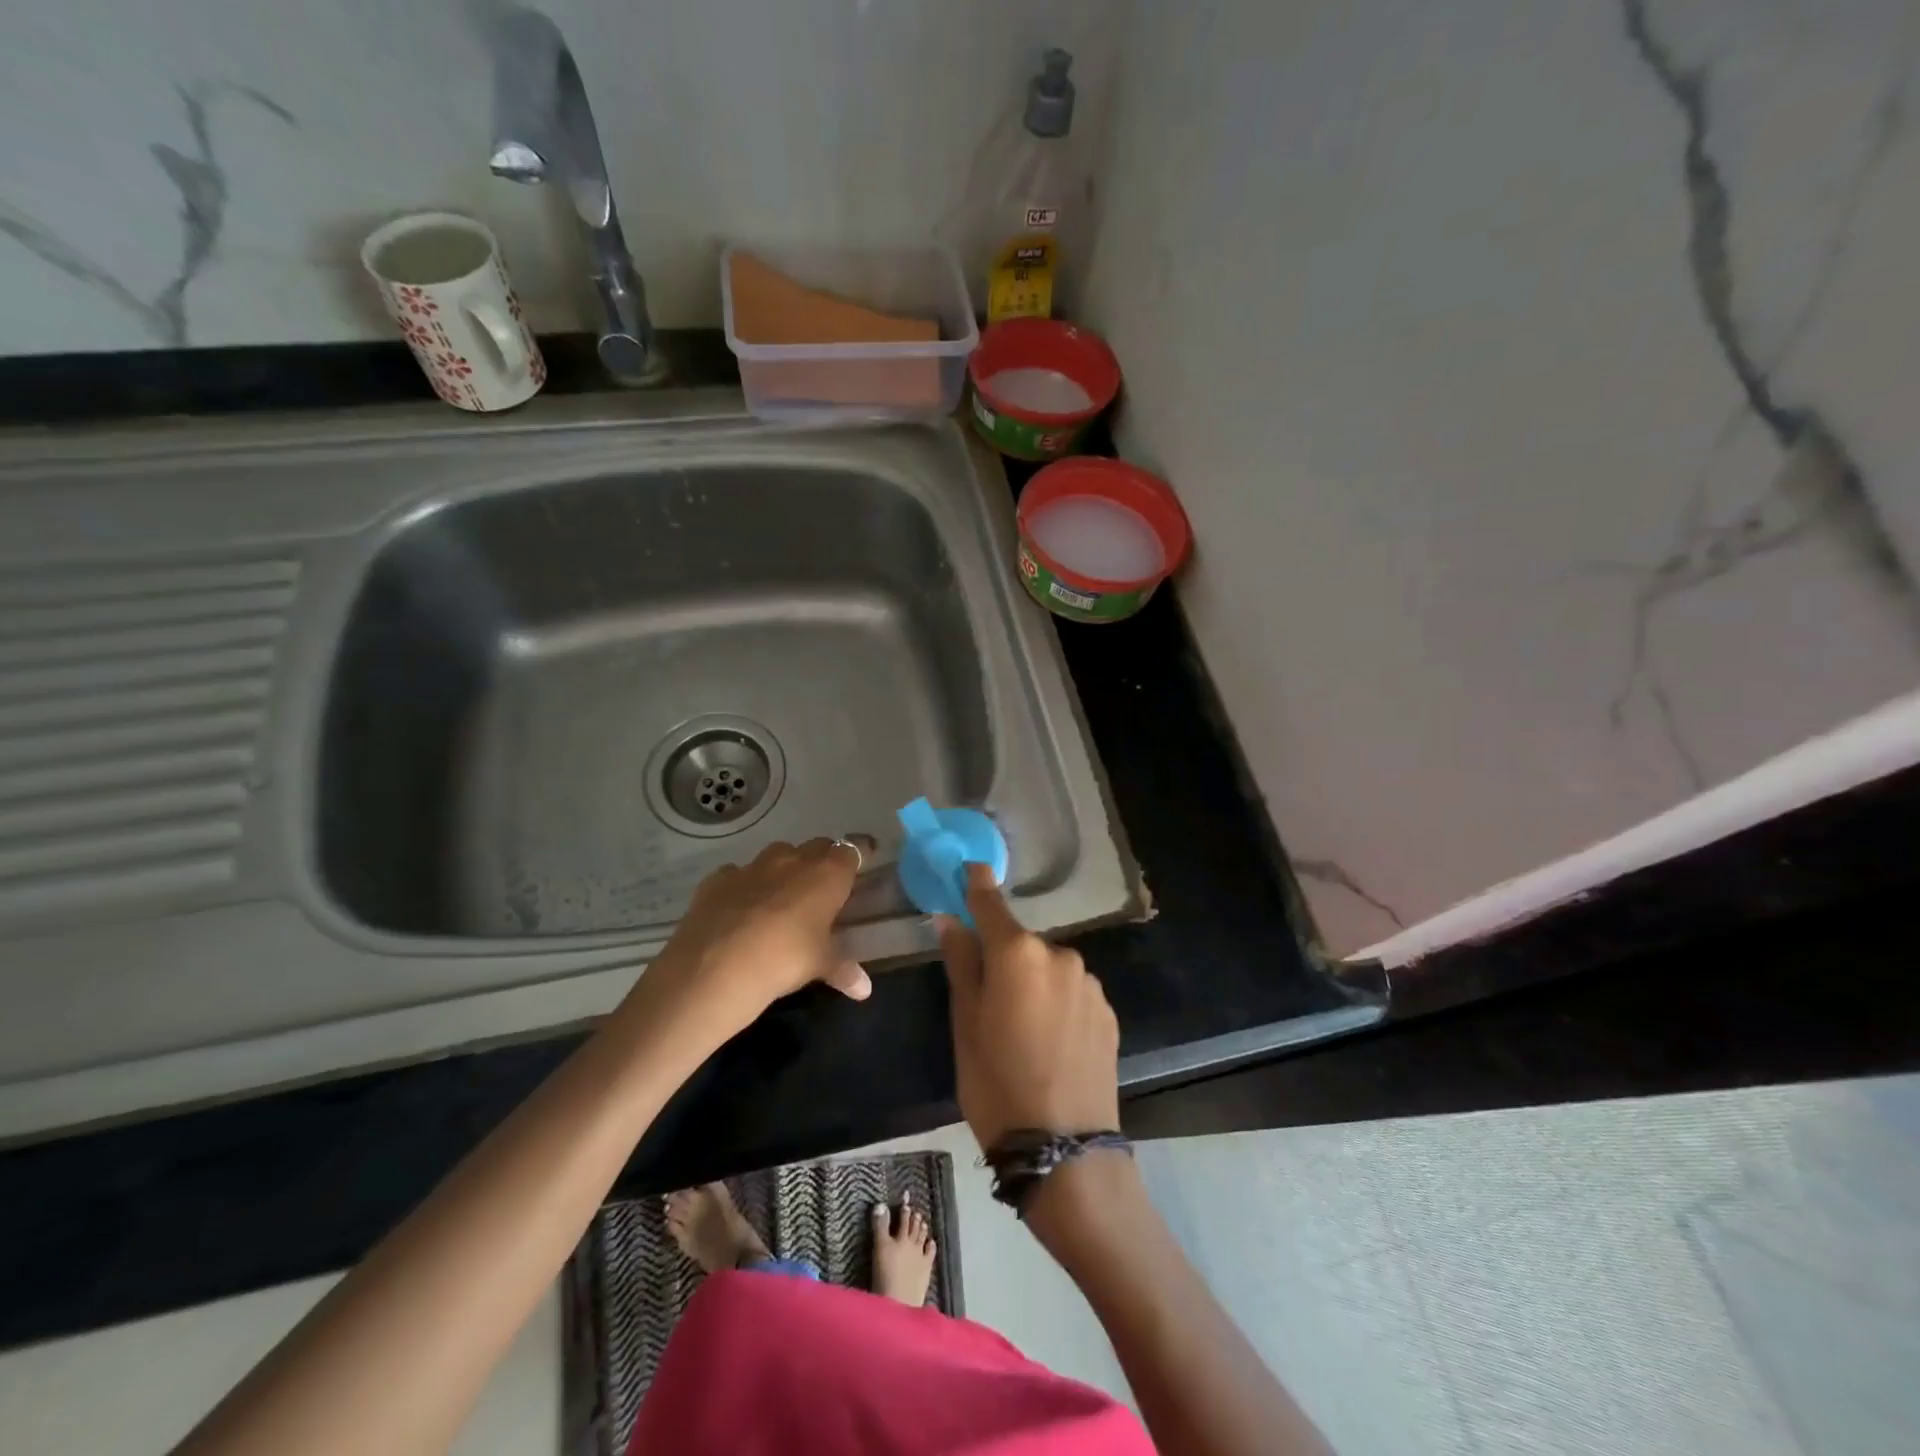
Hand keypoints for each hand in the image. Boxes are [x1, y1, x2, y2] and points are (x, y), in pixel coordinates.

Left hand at [642, 837, 872, 1033]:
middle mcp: (792, 860)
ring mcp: (752, 866)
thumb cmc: (784, 960)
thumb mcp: (819, 966)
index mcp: (826, 874)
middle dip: (823, 859)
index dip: (859, 853)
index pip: (852, 850)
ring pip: (777, 855)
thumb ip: (843, 970)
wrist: (714, 968)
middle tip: (826, 884)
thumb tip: (865, 989)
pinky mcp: (718, 879)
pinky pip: (738, 874)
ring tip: (784, 896)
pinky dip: (745, 885)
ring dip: (785, 869)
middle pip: (817, 846)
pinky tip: (741, 909)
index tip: (865, 858)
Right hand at [938, 865, 1120, 1150]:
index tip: (970, 867)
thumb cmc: (997, 1084)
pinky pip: (1071, 991)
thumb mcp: (965, 1024)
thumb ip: (961, 963)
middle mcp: (1059, 955)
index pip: (991, 903)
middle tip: (988, 998)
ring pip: (1049, 968)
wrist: (1064, 1148)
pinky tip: (1050, 1041)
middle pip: (1022, 942)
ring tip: (1022, 1030)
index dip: (977, 884)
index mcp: (1018, 953)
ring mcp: (1088, 982)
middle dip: (1004, 956)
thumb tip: (951, 920)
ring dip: (1033, 982)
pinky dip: (1057, 1002)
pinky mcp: (1107, 1010)